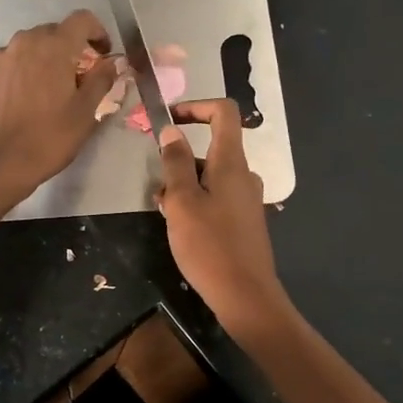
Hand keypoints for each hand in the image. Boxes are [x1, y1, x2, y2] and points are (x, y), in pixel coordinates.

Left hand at [0, 10, 118, 199]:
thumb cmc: (49, 138)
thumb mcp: (85, 112)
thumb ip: (102, 80)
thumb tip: (112, 62)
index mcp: (55, 46)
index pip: (82, 20)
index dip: (97, 32)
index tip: (102, 54)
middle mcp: (25, 41)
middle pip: (53, 32)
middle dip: (68, 48)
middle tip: (75, 76)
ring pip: (25, 45)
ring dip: (38, 57)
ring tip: (42, 86)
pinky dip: (9, 65)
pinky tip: (11, 85)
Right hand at [155, 99, 286, 328]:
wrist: (245, 295)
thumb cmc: (210, 245)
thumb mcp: (182, 202)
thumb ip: (175, 163)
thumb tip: (171, 131)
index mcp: (231, 163)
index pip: (223, 113)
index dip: (195, 107)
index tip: (168, 120)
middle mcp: (243, 175)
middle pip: (211, 147)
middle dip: (179, 158)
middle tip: (156, 184)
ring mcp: (246, 199)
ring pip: (210, 176)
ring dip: (183, 184)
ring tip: (162, 210)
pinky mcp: (243, 221)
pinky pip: (216, 197)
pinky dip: (195, 201)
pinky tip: (179, 226)